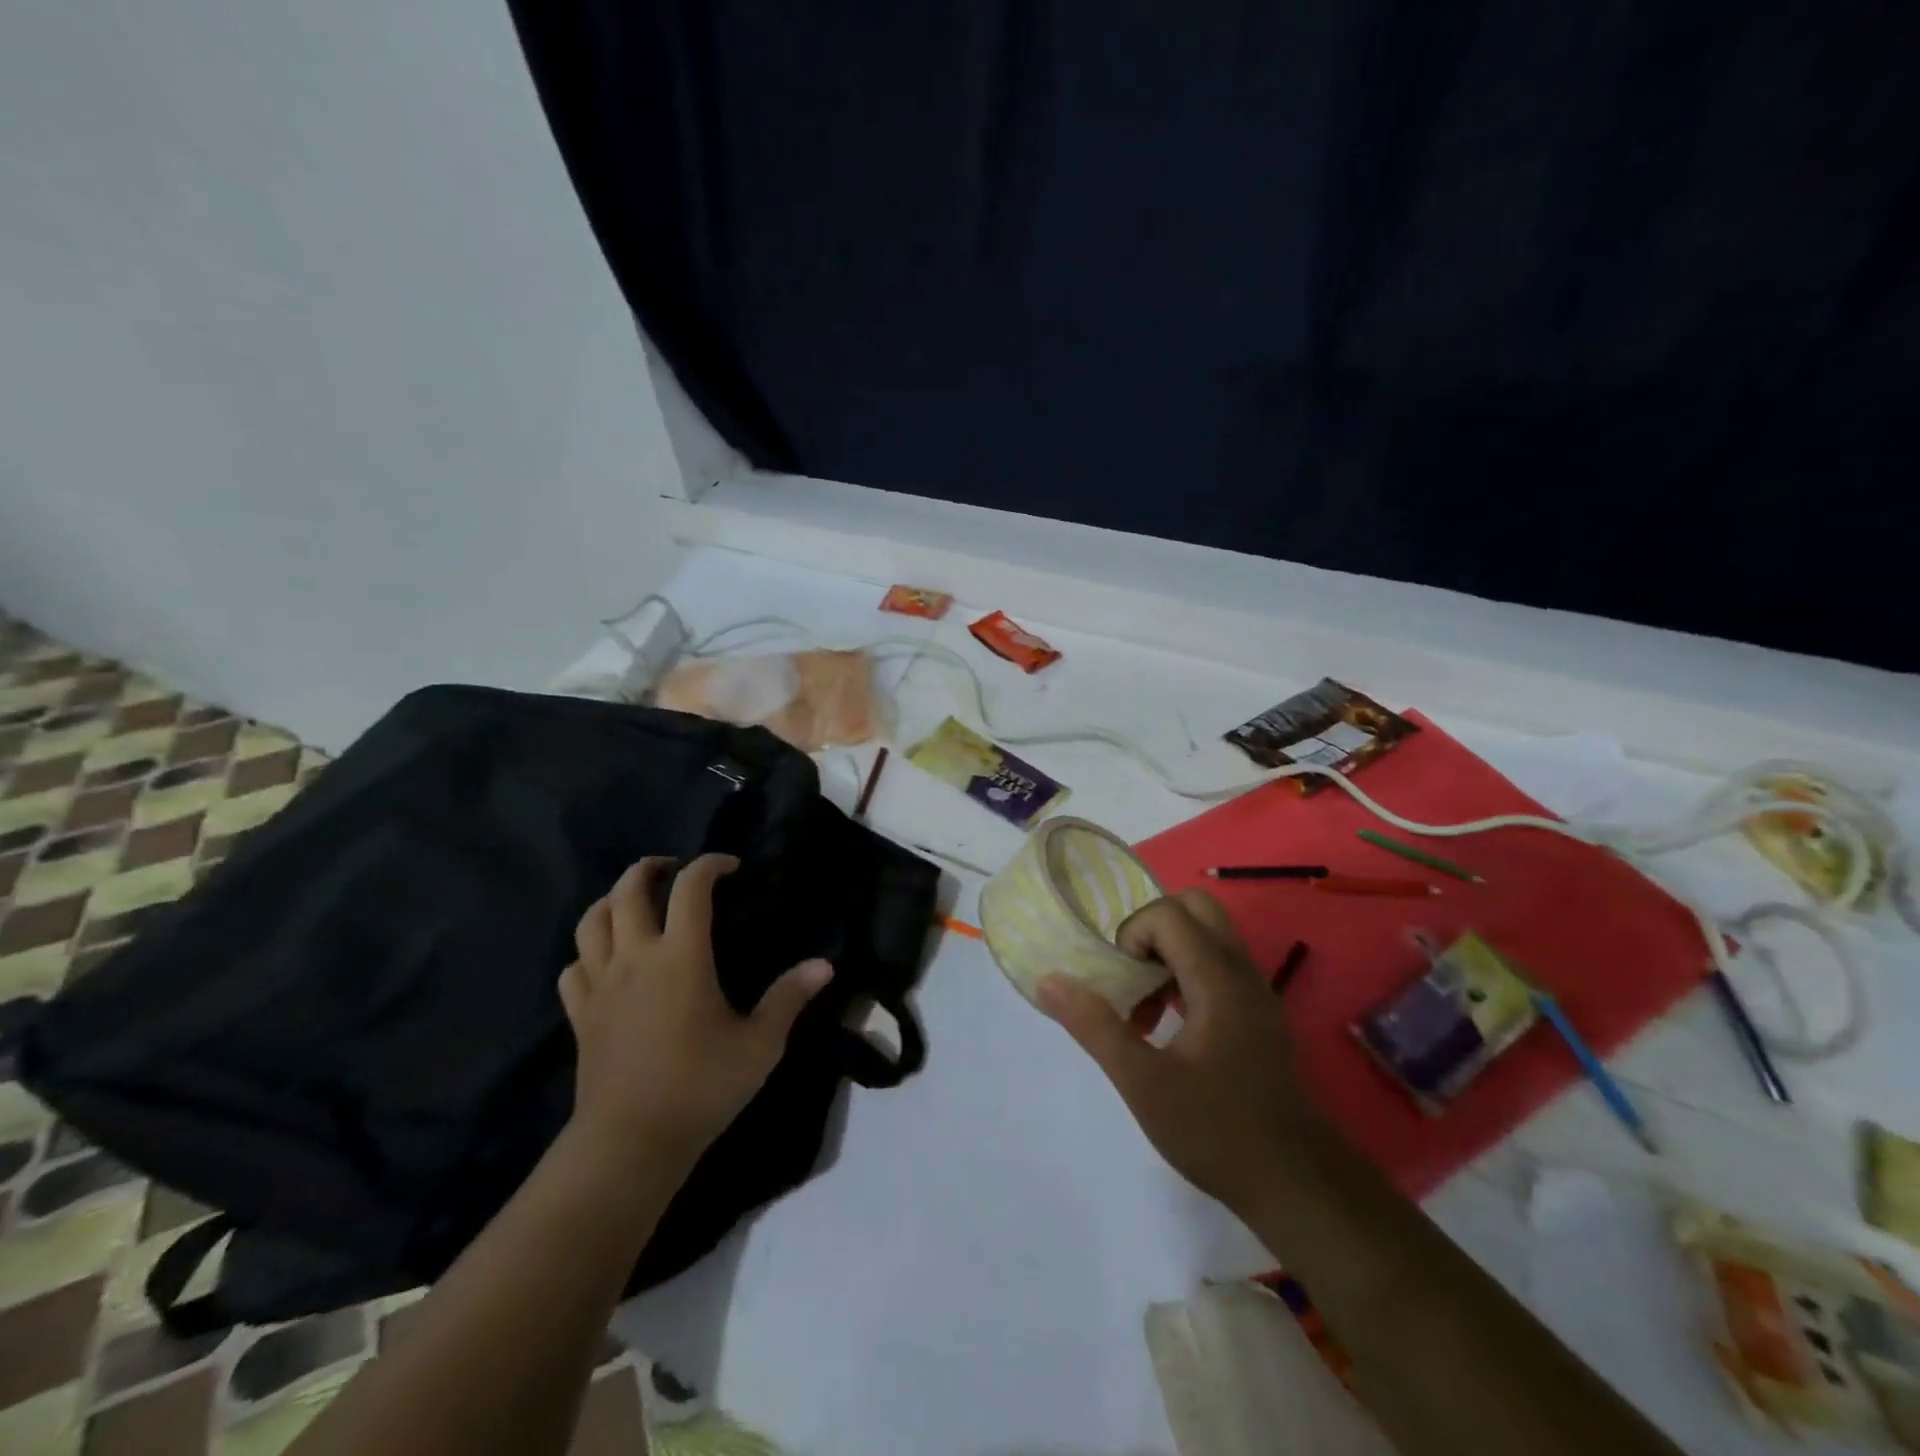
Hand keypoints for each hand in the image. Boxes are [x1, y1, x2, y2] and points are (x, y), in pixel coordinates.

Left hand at [559, 854, 832, 1171]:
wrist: (630, 1143)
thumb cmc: (701, 1087)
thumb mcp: (760, 1044)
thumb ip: (789, 998)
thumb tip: (825, 965)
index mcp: (681, 956)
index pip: (691, 888)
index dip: (710, 865)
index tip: (730, 867)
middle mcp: (635, 959)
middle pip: (627, 891)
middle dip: (649, 869)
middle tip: (672, 868)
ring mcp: (601, 986)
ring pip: (591, 923)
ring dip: (612, 901)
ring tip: (635, 904)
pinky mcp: (580, 1016)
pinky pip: (574, 969)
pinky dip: (588, 953)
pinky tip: (605, 962)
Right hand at [1037, 889, 1325, 1214]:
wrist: (1298, 1184)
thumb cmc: (1217, 1131)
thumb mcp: (1143, 1083)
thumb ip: (1095, 1027)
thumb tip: (1048, 980)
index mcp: (1217, 978)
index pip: (1167, 913)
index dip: (1132, 936)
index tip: (1122, 986)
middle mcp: (1241, 971)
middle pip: (1194, 908)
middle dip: (1152, 931)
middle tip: (1134, 978)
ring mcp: (1255, 991)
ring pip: (1208, 935)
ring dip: (1168, 955)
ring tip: (1146, 1011)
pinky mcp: (1258, 1014)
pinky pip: (1218, 965)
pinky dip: (1187, 976)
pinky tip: (1172, 1029)